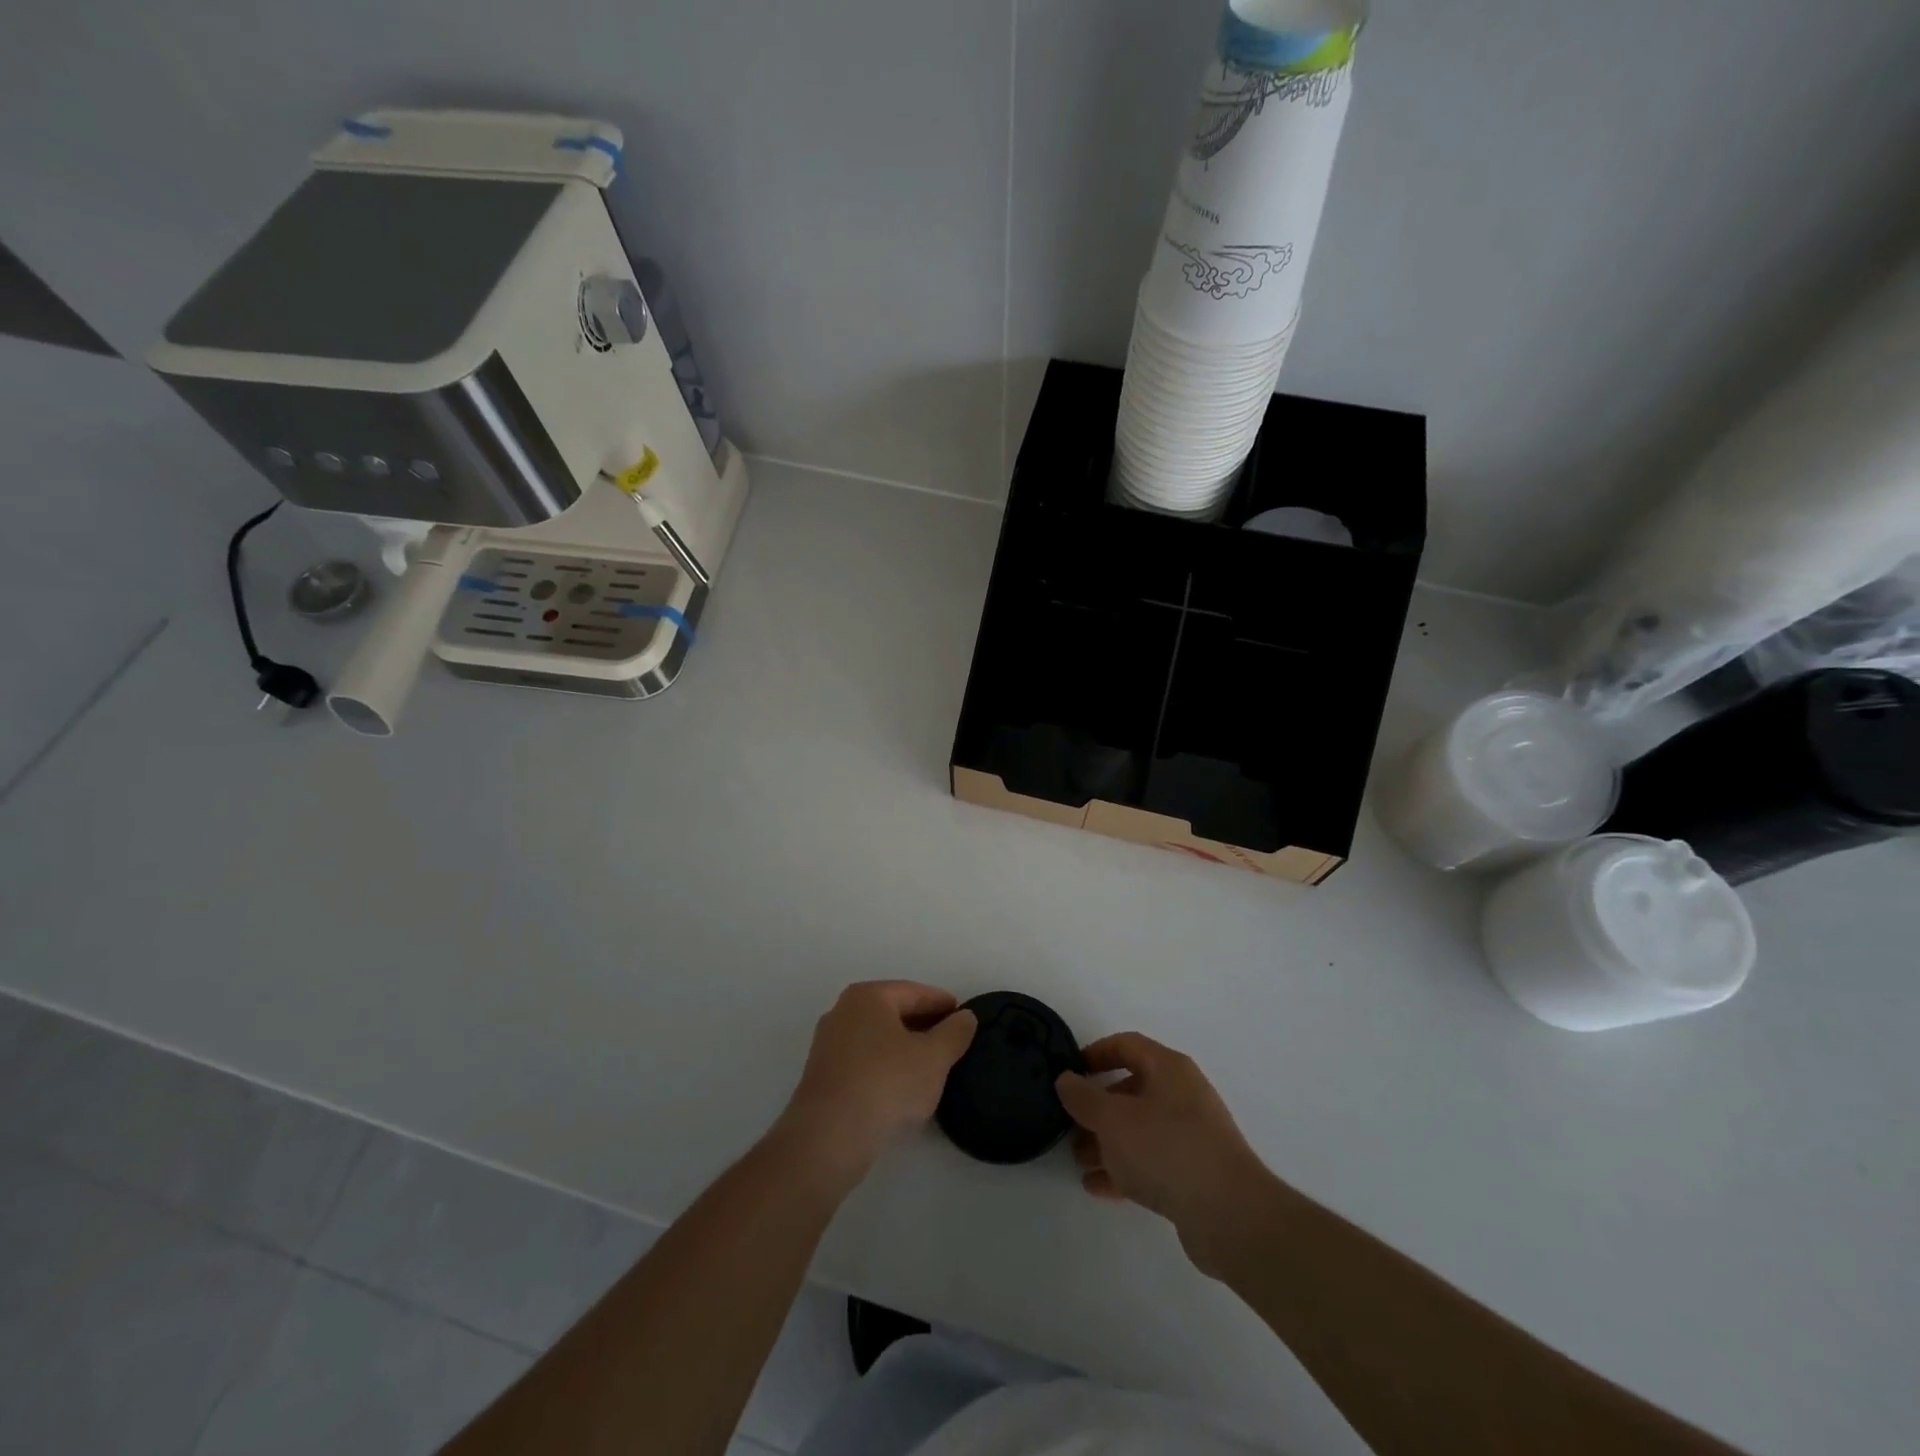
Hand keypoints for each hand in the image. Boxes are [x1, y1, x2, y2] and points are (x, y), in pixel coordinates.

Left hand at [777, 981, 977, 1189]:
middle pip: (893, 1012)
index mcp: (868, 997)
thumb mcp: (933, 1058)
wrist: (828, 1138)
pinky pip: (864, 1061)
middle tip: (952, 1042)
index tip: (964, 1017)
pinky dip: (886, 1066)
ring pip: (878, 1038)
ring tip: (932, 1066)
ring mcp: (828, 1044)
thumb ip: (955, 1033)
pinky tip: (903, 1087)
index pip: (914, 992)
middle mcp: (843, 1011)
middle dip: (924, 1025)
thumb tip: (966, 1016)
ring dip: (904, 1048)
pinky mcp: (823, 1076)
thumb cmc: (886, 1084)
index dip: (943, 1004)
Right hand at [1056, 1033, 1274, 1277]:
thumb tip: (1065, 1079)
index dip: (1096, 1053)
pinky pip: (1149, 1162)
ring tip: (1077, 1159)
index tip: (1069, 1071)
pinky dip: (1122, 1169)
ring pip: (1138, 1130)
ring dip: (1106, 1142)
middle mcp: (1182, 1096)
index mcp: (1169, 1069)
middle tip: (1067, 1123)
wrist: (1231, 1217)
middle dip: (1097, 1107)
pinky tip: (1096, 1186)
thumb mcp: (1114, 1119)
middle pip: (1131, 1090)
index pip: (1127, 1045)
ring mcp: (1190, 1136)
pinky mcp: (1193, 1175)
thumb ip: (1084, 1098)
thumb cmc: (1167, 1149)